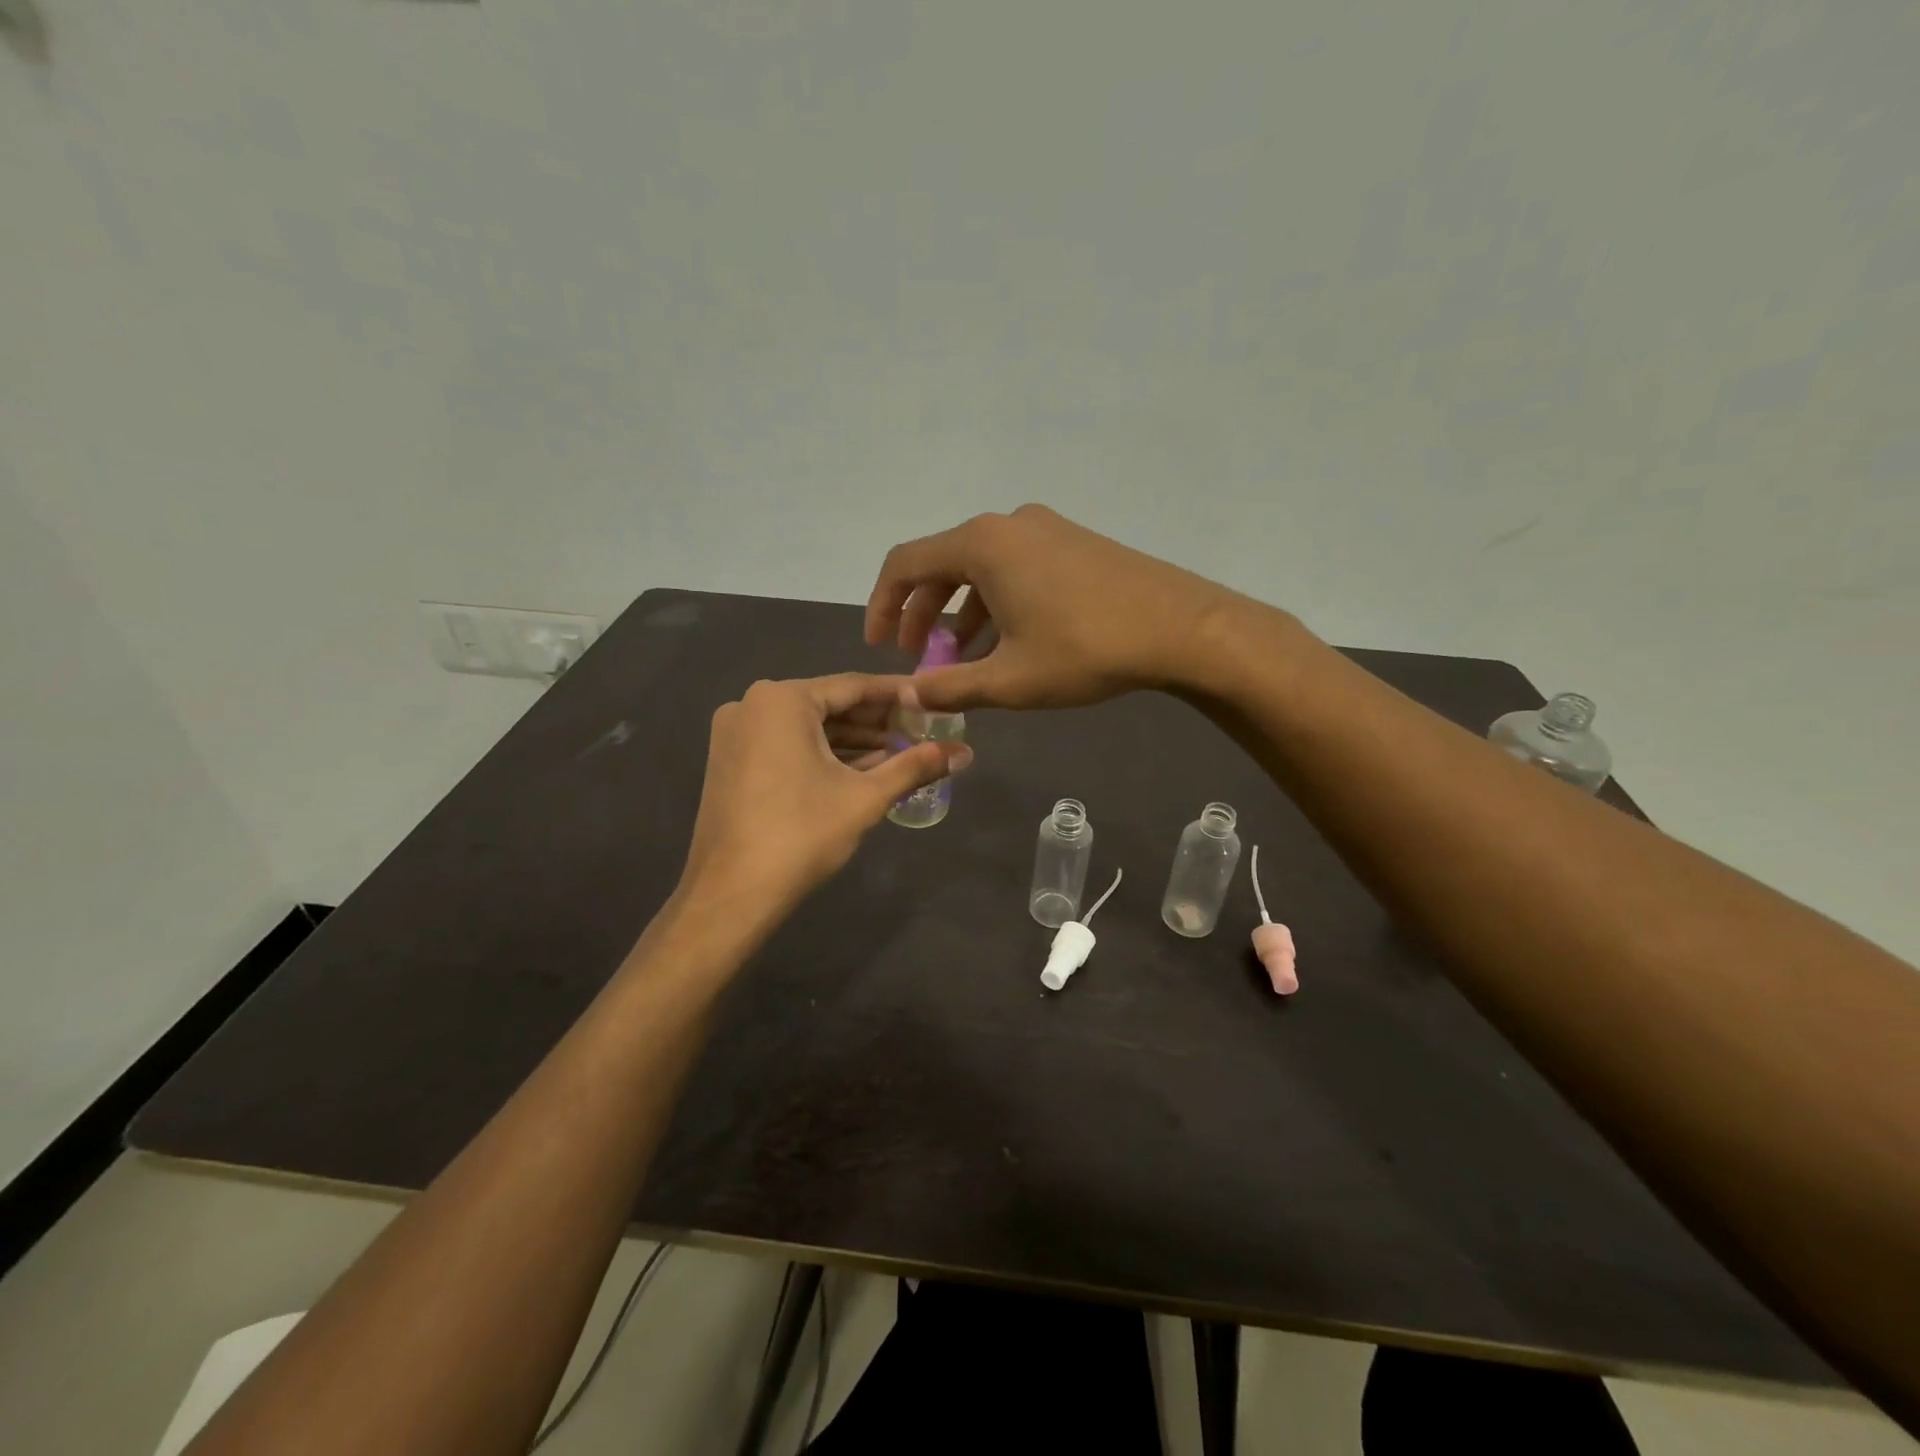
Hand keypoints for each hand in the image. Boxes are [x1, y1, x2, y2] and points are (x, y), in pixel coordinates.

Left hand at [678, 675, 971, 918]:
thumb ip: (915, 766)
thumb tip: (964, 753)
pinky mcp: (732, 761)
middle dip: (878, 722)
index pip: (854, 686)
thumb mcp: (865, 797)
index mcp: (782, 699)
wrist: (731, 893)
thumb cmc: (801, 834)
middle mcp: (753, 704)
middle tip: (922, 731)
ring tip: (902, 754)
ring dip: (854, 742)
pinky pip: (788, 746)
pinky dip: (824, 756)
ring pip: (809, 728)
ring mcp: (736, 734)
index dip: (899, 695)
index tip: (933, 701)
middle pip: (830, 706)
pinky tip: (862, 770)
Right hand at [865, 504, 1232, 712]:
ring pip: (981, 568)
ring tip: (957, 657)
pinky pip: (1014, 567)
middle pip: (942, 564)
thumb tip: (908, 698)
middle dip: (921, 613)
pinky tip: (1004, 641)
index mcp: (982, 545)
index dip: (881, 606)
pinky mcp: (1072, 542)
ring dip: (960, 611)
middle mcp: (1007, 525)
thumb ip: (951, 687)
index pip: (905, 565)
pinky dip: (995, 601)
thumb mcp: (1010, 680)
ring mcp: (1044, 529)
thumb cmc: (1086, 650)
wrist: (1181, 627)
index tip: (879, 646)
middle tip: (915, 656)